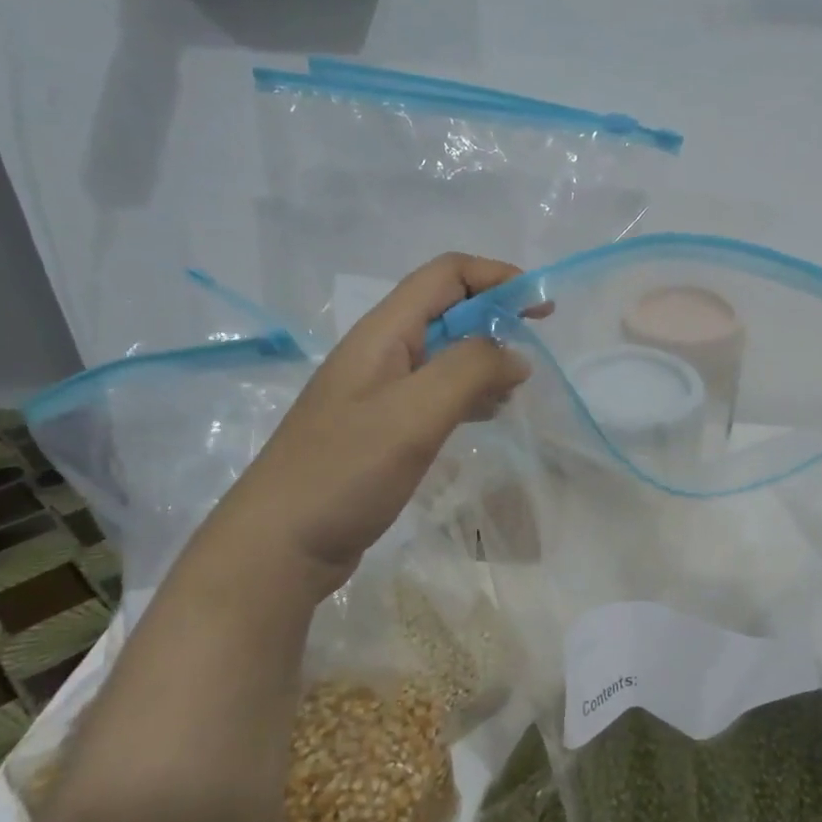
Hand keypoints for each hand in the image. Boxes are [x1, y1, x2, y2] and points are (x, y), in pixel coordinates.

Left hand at [200, 254, 528, 597]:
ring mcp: (379, 392)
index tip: (542, 308)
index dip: (497, 277)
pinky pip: (435, 393)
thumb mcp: (414, 413)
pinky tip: (486, 416)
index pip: (446, 275)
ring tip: (515, 390)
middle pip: (446, 310)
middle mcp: (380, 353)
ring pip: (444, 354)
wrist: (279, 546)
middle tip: (534, 351)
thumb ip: (470, 371)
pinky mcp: (382, 428)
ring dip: (485, 359)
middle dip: (495, 318)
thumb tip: (515, 355)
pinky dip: (468, 394)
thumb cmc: (345, 472)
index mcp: (383, 334)